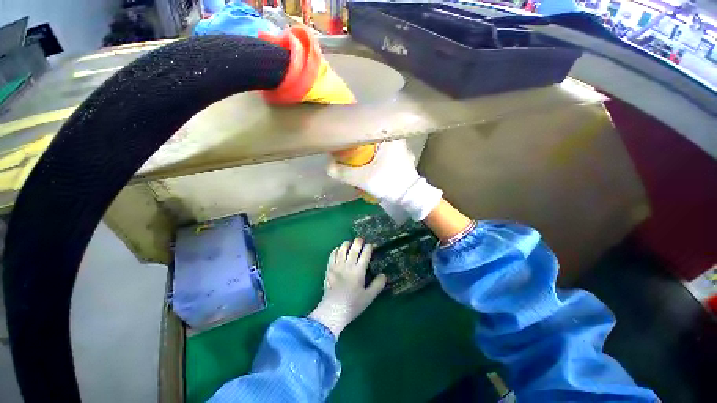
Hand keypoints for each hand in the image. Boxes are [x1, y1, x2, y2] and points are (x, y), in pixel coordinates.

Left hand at [309, 238, 385, 336]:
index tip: (372, 246)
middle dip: (358, 241)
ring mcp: (337, 266)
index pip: (365, 254)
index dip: (369, 248)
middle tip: (361, 239)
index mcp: (359, 271)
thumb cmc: (353, 305)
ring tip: (350, 243)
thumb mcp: (369, 297)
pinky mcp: (329, 269)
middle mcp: (348, 265)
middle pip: (353, 248)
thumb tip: (384, 275)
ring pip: (342, 249)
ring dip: (347, 244)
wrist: (333, 311)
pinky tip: (338, 249)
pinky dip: (335, 250)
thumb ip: (377, 285)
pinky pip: (332, 256)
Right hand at [327, 139, 442, 220]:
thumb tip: (327, 165)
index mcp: (385, 136)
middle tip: (345, 145)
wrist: (408, 195)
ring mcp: (399, 146)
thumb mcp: (361, 179)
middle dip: (357, 139)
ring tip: (353, 153)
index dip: (351, 128)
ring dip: (365, 147)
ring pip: (376, 142)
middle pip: (369, 133)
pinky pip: (382, 149)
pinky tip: (367, 159)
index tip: (341, 133)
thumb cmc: (387, 182)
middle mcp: (393, 137)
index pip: (364, 124)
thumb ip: (342, 172)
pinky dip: (374, 152)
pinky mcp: (400, 154)